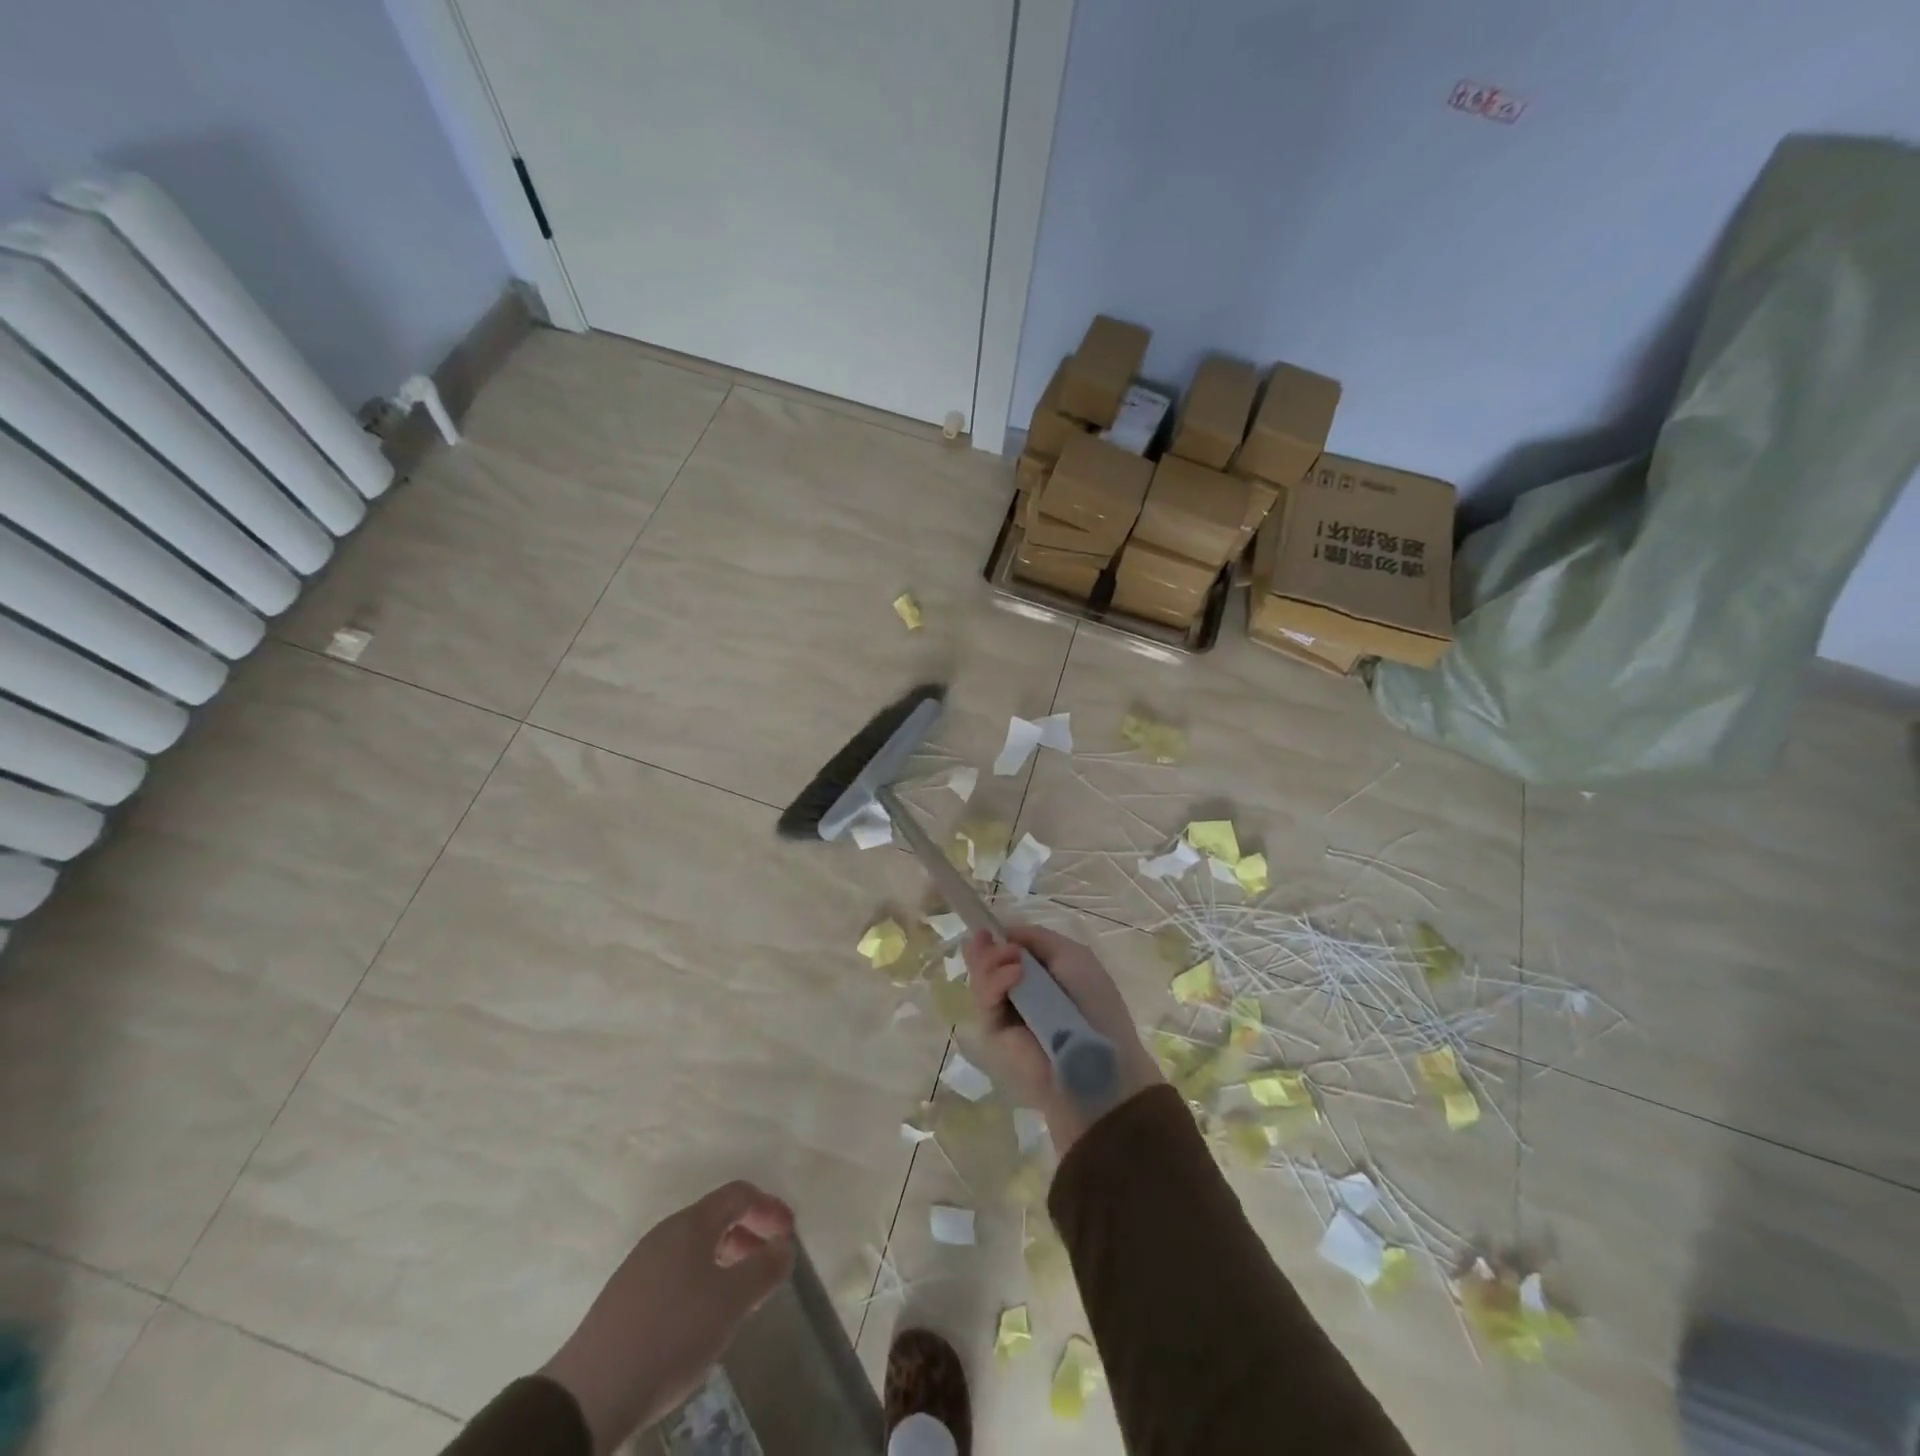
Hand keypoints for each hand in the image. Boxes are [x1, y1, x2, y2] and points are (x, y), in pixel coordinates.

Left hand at [540, 1181, 794, 1453]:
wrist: (588, 1395)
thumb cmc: (671, 1334)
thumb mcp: (730, 1303)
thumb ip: (764, 1269)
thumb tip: (784, 1246)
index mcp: (691, 1224)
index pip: (739, 1194)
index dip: (769, 1207)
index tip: (790, 1233)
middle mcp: (665, 1234)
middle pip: (716, 1218)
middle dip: (749, 1235)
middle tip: (769, 1265)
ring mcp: (641, 1265)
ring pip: (696, 1248)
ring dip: (727, 1261)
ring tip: (742, 1297)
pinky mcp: (627, 1297)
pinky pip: (677, 1272)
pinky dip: (702, 1281)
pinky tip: (703, 1320)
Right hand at [963, 925, 1161, 1155]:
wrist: (1099, 1060)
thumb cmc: (1095, 1003)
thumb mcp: (1072, 956)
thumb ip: (1036, 938)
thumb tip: (1000, 933)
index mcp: (1040, 973)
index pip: (1007, 949)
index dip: (996, 937)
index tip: (988, 928)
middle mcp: (1019, 991)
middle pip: (987, 961)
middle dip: (986, 947)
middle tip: (986, 938)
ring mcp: (1004, 1012)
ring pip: (980, 978)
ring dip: (990, 961)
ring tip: (1013, 963)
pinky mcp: (993, 1032)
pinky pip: (985, 1000)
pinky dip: (995, 981)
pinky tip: (1014, 976)